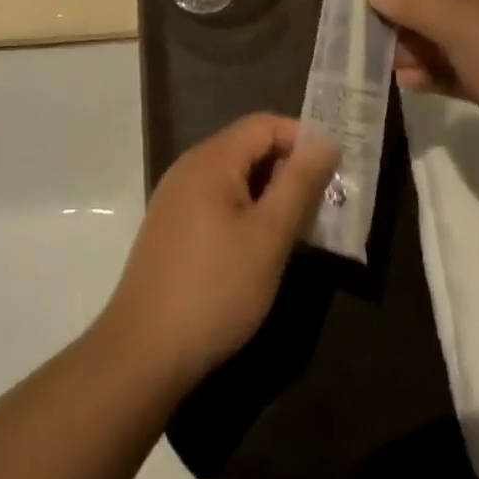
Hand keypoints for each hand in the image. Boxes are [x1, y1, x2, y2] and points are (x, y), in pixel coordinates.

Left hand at [100, 114, 338, 389]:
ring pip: (235, 179)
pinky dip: (248, 213)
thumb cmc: (215, 288)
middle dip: (290, 169)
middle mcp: (189, 168)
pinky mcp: (172, 229)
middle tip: (325, 205)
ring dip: (271, 195)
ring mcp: (176, 199)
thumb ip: (299, 183)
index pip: (264, 125)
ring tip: (301, 229)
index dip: (303, 139)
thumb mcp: (269, 236)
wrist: (143, 353)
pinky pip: (218, 202)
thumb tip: (325, 140)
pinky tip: (263, 248)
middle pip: (249, 148)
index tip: (336, 171)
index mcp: (211, 160)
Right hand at [367, 0, 478, 186]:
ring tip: (395, 66)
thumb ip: (413, 1)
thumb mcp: (462, 24)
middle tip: (377, 39)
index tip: (376, 4)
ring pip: (442, 35)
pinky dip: (431, 71)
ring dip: (414, 47)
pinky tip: (410, 83)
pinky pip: (453, 67)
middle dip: (406, 16)